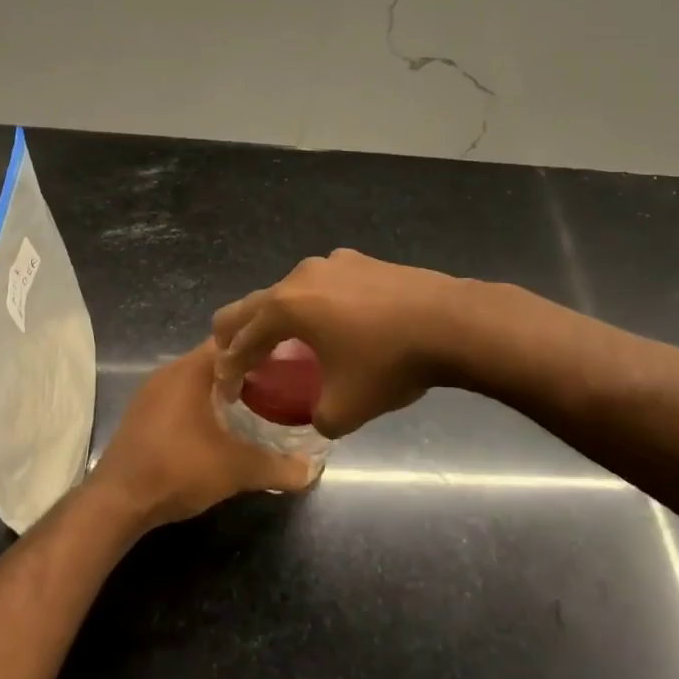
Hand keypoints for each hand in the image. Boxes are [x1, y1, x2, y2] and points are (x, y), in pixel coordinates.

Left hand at [88, 342, 317, 528]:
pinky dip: (203, 403)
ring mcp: (151, 393)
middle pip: (215, 358)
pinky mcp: (143, 415)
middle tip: (281, 382)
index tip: (289, 357)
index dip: (261, 345)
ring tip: (258, 403)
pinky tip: (220, 426)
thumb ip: (277, 467)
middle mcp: (169, 372)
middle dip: (247, 368)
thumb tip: (313, 470)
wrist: (117, 502)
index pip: (232, 339)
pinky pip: (181, 397)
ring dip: (223, 388)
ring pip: (197, 379)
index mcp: (191, 369)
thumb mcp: (235, 469)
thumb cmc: (177, 469)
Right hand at [212, 250, 469, 436]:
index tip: (227, 390)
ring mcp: (332, 262)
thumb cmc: (388, 363)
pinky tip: (336, 322)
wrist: (451, 322)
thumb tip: (320, 415)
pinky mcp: (361, 260)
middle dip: (238, 333)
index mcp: (286, 307)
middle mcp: (300, 276)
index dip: (230, 368)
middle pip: (254, 304)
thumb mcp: (345, 409)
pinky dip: (315, 304)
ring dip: (280, 316)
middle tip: (235, 359)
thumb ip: (318, 418)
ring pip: (290, 290)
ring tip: (287, 342)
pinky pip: (324, 283)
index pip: (242, 340)